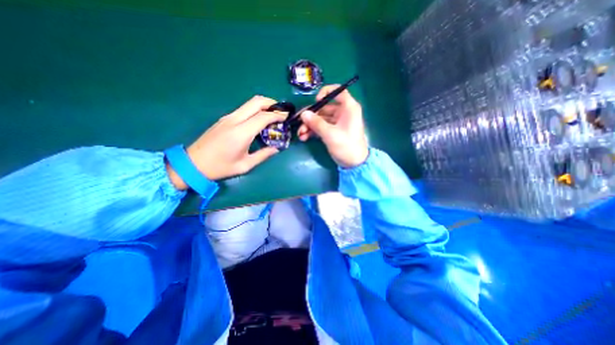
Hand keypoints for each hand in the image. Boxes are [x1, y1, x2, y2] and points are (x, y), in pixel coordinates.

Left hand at [164, 95, 287, 188]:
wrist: (192, 164)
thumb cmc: (220, 167)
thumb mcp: (245, 165)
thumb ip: (263, 155)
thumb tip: (276, 149)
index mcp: (241, 133)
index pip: (263, 117)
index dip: (277, 115)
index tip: (287, 117)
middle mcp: (234, 120)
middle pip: (256, 102)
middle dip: (272, 103)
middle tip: (282, 111)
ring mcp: (228, 118)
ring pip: (249, 103)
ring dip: (264, 105)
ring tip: (274, 115)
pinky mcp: (224, 119)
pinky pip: (243, 109)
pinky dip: (255, 110)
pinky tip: (260, 120)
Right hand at [297, 85, 365, 166]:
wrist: (354, 164)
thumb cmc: (347, 146)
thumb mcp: (330, 134)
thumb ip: (316, 123)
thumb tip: (303, 113)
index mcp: (348, 108)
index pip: (338, 91)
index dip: (326, 92)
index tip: (316, 101)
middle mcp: (343, 112)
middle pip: (324, 107)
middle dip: (311, 116)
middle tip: (299, 123)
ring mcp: (337, 123)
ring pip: (320, 118)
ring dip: (309, 125)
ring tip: (300, 134)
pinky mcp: (332, 131)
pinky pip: (321, 127)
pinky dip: (313, 131)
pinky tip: (304, 137)